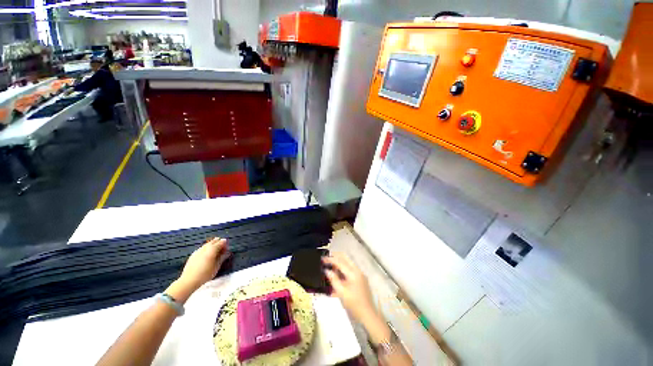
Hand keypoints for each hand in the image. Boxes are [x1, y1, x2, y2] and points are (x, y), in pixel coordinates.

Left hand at [178, 238, 230, 291]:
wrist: (189, 280)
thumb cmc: (205, 274)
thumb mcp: (217, 266)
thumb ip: (222, 258)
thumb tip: (227, 253)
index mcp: (212, 249)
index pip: (221, 242)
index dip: (225, 244)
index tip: (227, 249)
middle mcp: (205, 247)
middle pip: (214, 241)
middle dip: (219, 243)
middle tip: (222, 249)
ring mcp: (198, 250)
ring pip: (207, 244)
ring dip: (212, 245)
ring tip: (215, 252)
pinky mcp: (193, 254)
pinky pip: (202, 248)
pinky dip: (206, 249)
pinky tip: (207, 255)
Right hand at [323, 253, 375, 323]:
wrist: (368, 315)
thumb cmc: (354, 305)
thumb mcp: (341, 293)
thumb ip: (334, 280)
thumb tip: (326, 270)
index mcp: (353, 273)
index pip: (340, 262)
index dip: (330, 259)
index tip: (322, 259)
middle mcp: (357, 270)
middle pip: (345, 258)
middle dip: (335, 256)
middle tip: (326, 258)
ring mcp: (360, 274)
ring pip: (348, 262)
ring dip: (339, 262)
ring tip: (330, 266)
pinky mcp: (360, 278)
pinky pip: (350, 269)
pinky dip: (343, 268)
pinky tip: (337, 274)